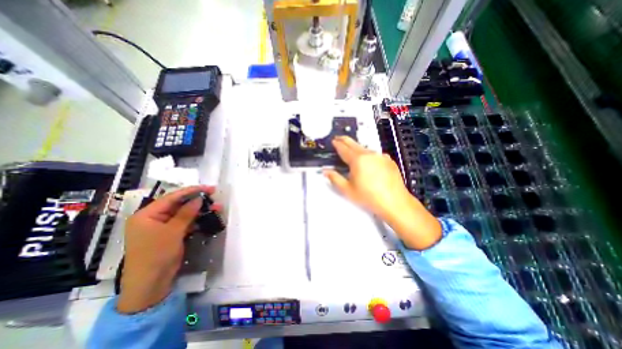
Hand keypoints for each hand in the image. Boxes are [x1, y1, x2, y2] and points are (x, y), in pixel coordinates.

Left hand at [117, 185, 216, 313]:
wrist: (151, 284)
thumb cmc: (156, 255)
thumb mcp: (173, 231)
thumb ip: (186, 213)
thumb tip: (199, 199)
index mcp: (147, 215)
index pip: (172, 197)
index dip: (191, 191)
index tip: (208, 188)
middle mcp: (154, 218)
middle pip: (179, 204)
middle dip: (197, 200)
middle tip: (214, 196)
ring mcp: (163, 227)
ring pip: (184, 213)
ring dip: (200, 210)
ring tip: (217, 207)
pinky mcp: (171, 234)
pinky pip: (185, 222)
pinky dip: (197, 220)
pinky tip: (208, 217)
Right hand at [326, 137, 441, 250]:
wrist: (395, 202)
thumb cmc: (369, 197)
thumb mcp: (347, 190)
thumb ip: (335, 178)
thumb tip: (325, 171)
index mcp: (357, 160)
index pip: (344, 148)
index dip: (337, 144)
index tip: (333, 140)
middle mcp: (369, 154)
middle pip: (354, 144)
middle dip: (345, 140)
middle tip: (339, 138)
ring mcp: (381, 156)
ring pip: (365, 148)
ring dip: (356, 148)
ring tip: (351, 151)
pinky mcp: (389, 160)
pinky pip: (375, 154)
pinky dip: (368, 155)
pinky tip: (368, 162)